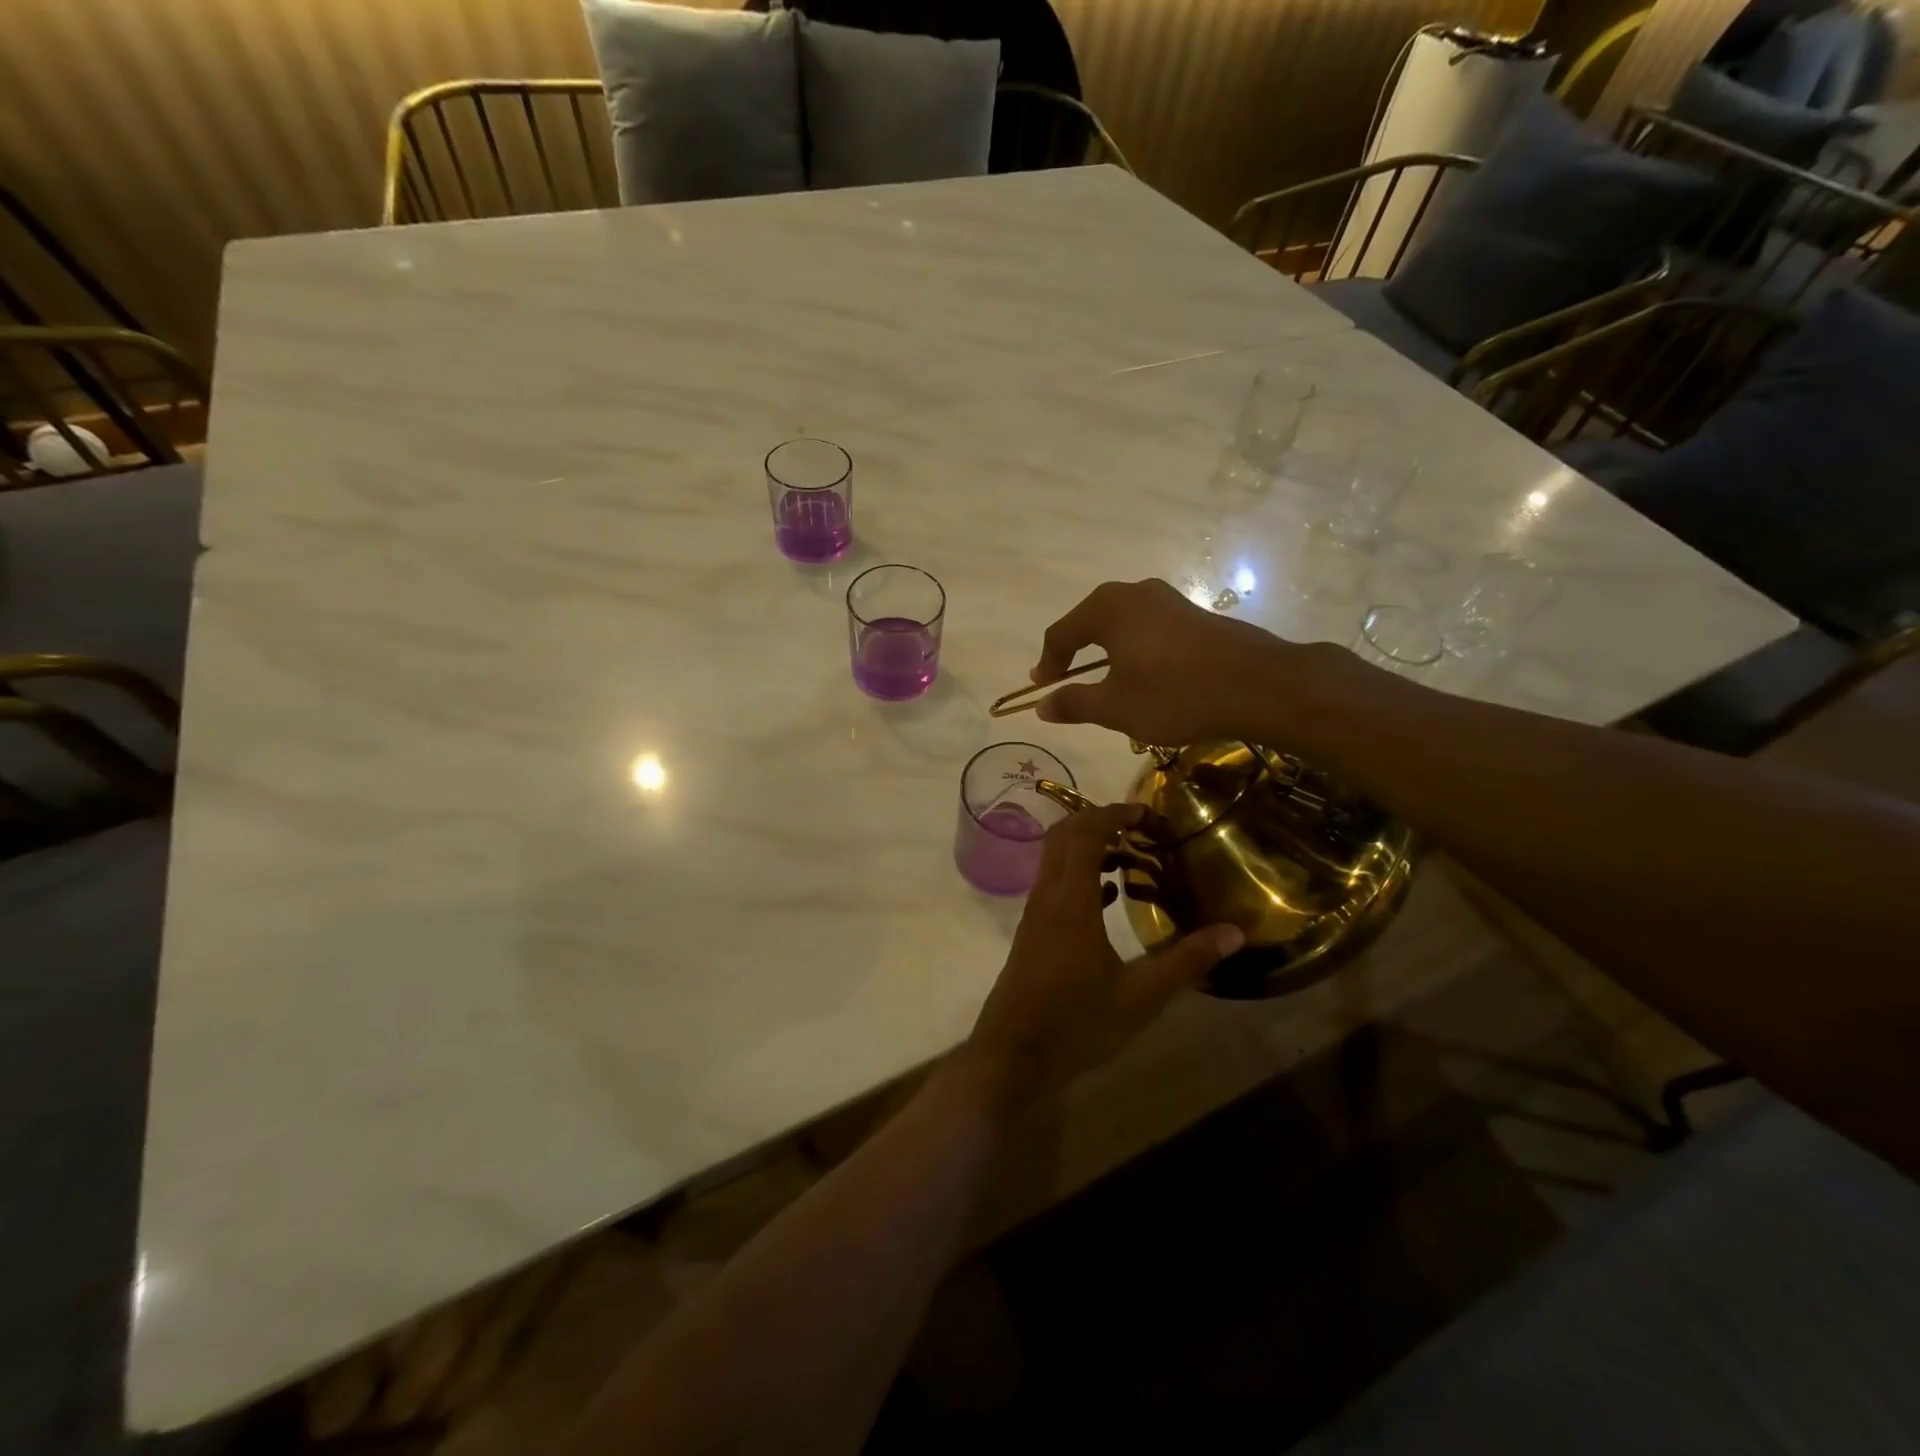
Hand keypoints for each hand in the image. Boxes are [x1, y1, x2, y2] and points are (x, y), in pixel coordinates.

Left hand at [963, 803, 1243, 1112]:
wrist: (1012, 1056)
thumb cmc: (1076, 1023)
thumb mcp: (1141, 997)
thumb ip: (1187, 961)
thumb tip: (1235, 931)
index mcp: (1070, 899)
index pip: (1085, 833)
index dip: (1114, 813)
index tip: (1148, 813)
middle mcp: (1047, 895)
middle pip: (1065, 835)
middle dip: (1101, 821)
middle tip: (1142, 828)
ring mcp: (1035, 913)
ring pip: (1056, 858)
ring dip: (1089, 846)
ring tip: (1132, 857)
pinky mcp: (1033, 932)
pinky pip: (1055, 884)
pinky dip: (1080, 874)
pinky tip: (1108, 896)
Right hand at [1029, 578, 1299, 745]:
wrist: (1258, 685)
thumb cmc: (1175, 694)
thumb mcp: (1116, 707)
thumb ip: (1074, 704)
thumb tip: (1041, 706)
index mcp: (1107, 608)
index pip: (1061, 633)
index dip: (1047, 663)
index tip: (1041, 688)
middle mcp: (1135, 593)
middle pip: (1090, 622)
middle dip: (1075, 654)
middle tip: (1066, 682)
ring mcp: (1169, 600)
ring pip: (1122, 625)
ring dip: (1106, 653)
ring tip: (1105, 683)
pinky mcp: (1194, 614)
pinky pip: (1149, 629)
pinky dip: (1135, 650)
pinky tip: (1146, 677)